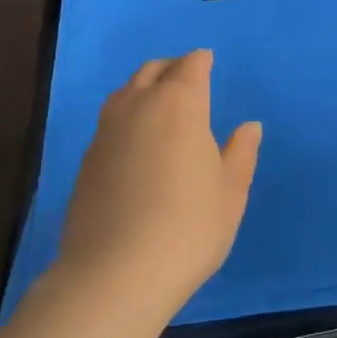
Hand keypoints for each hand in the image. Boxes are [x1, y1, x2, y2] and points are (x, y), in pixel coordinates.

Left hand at [55, 49, 261, 321]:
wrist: (114, 276)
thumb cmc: (187, 228)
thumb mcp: (230, 193)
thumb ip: (241, 153)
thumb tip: (249, 126)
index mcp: (180, 104)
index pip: (190, 66)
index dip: (201, 62)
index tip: (208, 63)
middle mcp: (139, 105)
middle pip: (154, 70)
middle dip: (172, 68)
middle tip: (187, 79)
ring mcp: (107, 131)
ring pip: (126, 91)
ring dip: (145, 88)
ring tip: (159, 106)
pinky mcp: (86, 160)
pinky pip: (110, 121)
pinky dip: (127, 117)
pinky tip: (136, 142)